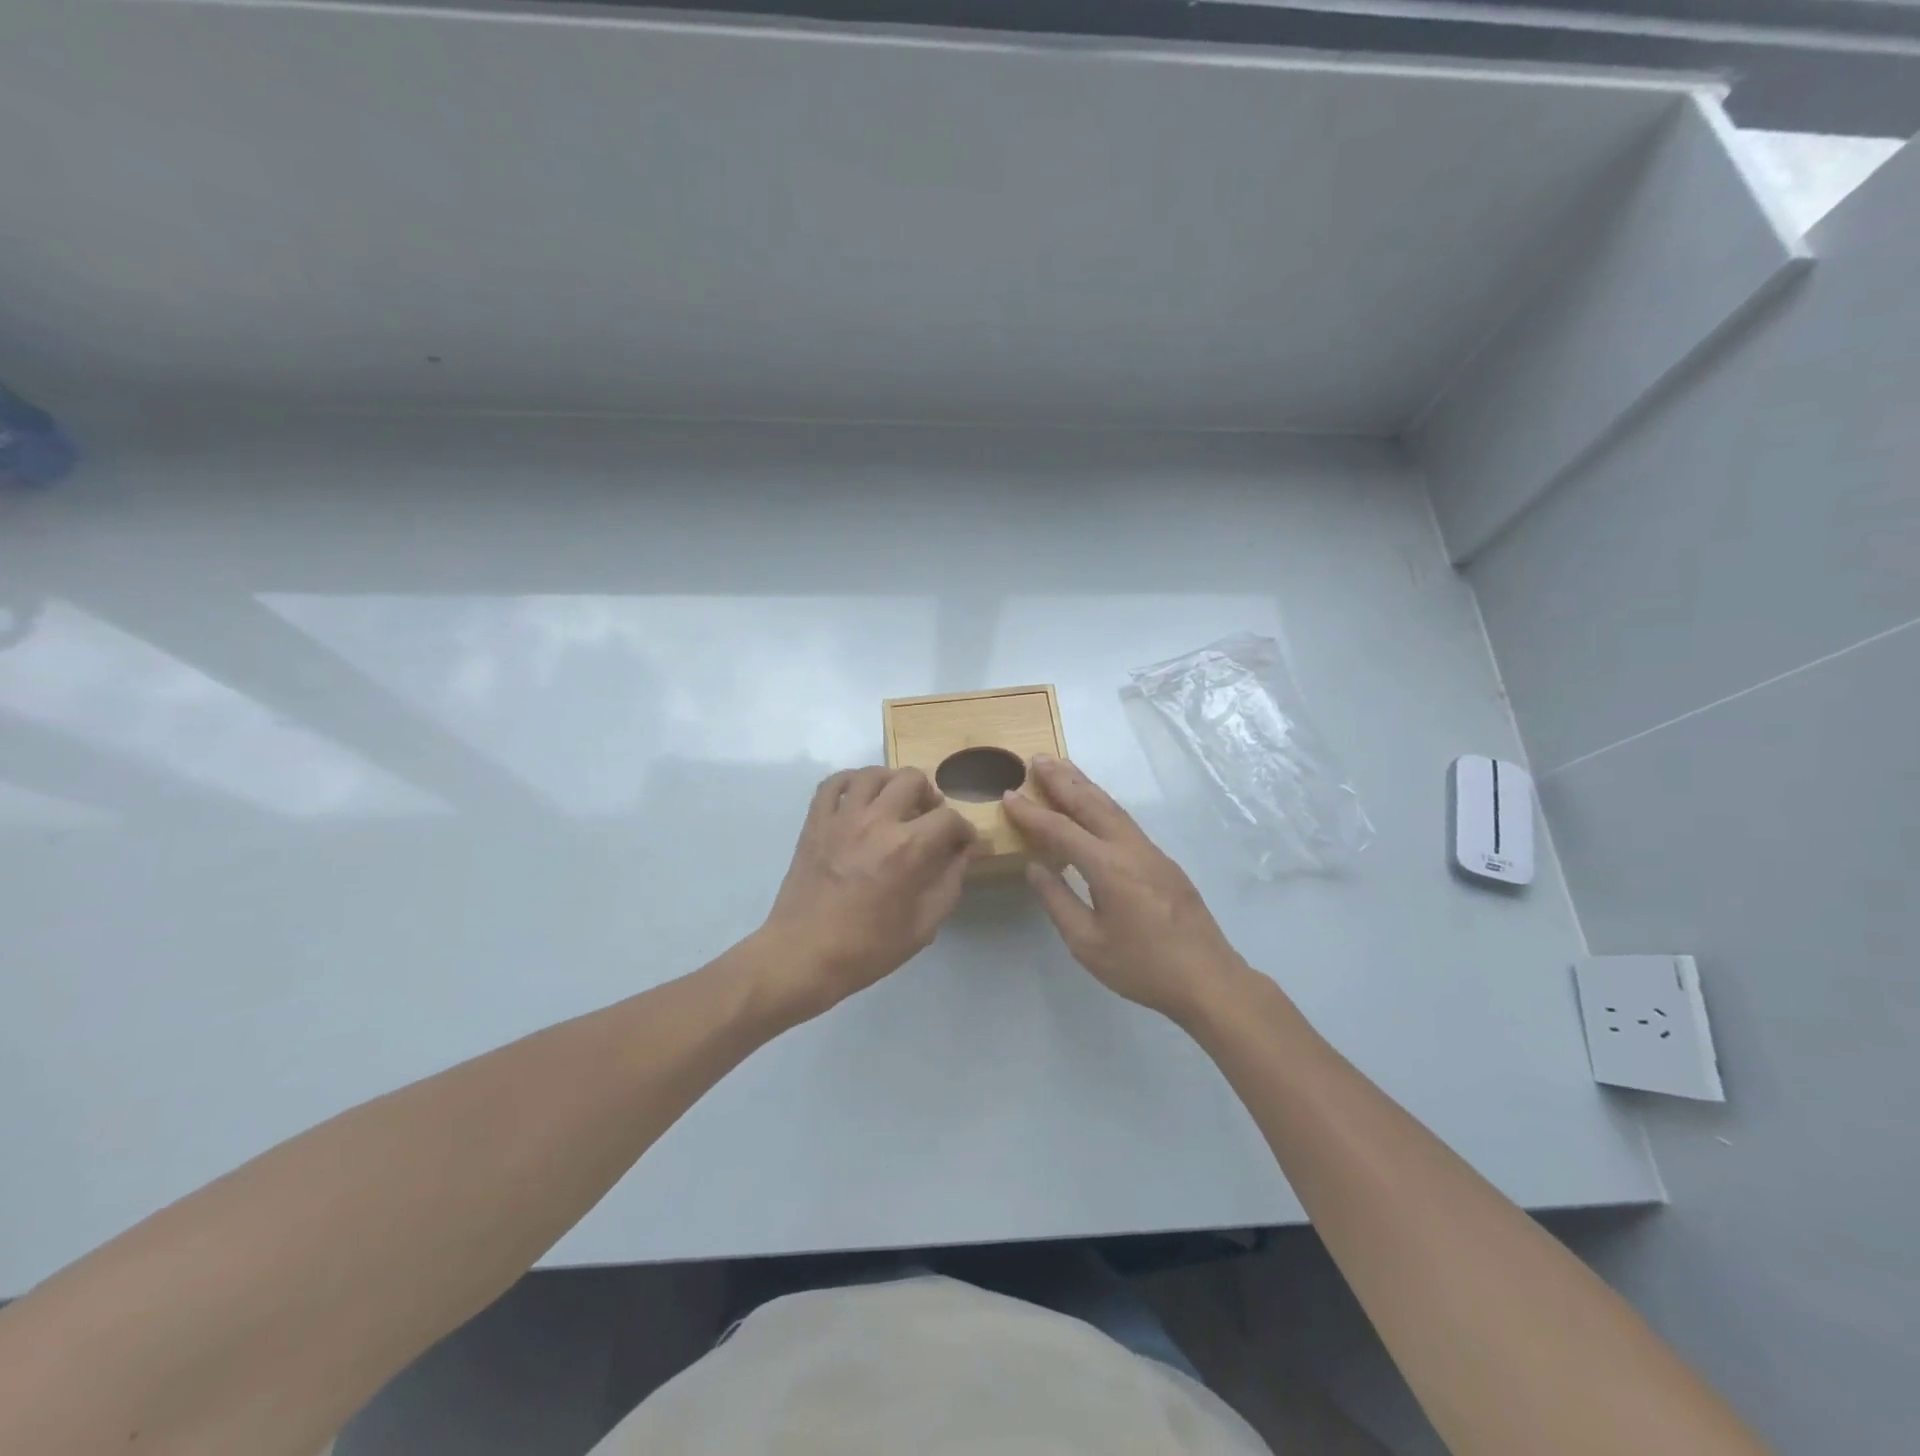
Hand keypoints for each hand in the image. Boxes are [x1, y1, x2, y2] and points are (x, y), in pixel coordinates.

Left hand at [754, 767, 976, 1019]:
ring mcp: (842, 817)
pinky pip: (834, 783)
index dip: (964, 830)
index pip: (949, 818)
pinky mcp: (815, 821)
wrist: (803, 955)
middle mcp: (877, 821)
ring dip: (893, 784)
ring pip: (873, 773)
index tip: (963, 843)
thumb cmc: (868, 948)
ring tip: (896, 804)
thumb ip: (950, 881)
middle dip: (930, 797)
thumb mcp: (924, 925)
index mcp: (908, 848)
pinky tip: (860, 798)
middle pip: (913, 780)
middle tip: (929, 820)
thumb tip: (966, 851)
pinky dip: (852, 782)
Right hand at [1004, 756, 1250, 1024]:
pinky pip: (1125, 821)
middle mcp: (1130, 848)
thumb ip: (1058, 901)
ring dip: (1084, 785)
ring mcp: (1151, 852)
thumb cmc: (1142, 967)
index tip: (1008, 794)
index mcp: (1108, 867)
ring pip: (1112, 808)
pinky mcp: (1162, 861)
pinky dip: (1102, 804)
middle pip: (1091, 803)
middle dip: (1062, 779)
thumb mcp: (1087, 943)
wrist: (1208, 979)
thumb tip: (1035, 867)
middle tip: (1037, 758)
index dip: (1031, 812)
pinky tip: (1093, 805)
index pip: (1061, 829)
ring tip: (1062, 767)